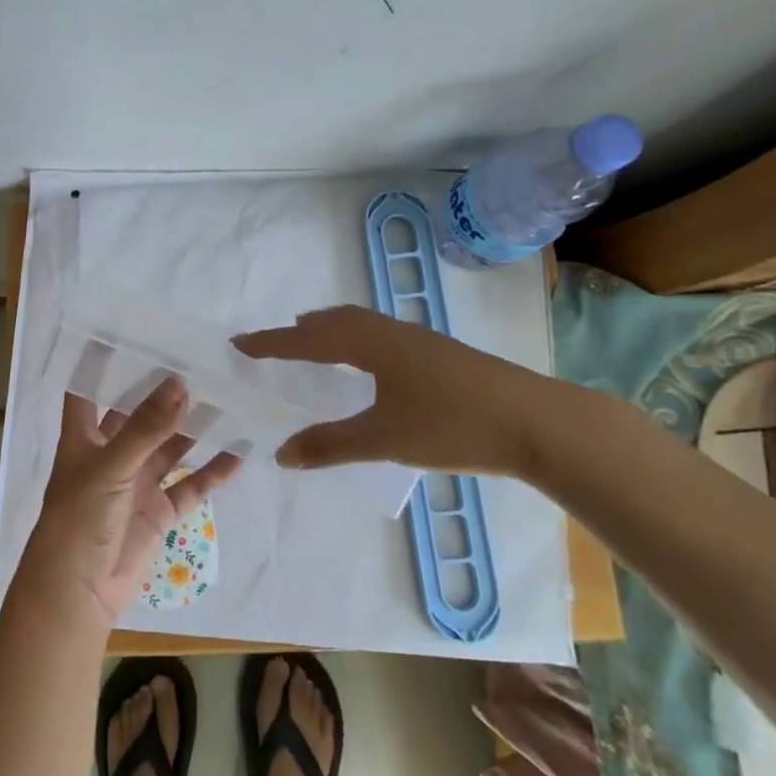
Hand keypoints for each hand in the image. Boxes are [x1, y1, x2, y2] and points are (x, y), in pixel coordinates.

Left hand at [18, 377, 242, 631]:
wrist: (78, 593)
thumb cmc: (79, 519)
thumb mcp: (110, 466)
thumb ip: (146, 427)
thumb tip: (179, 383)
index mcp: (84, 437)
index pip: (88, 390)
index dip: (101, 363)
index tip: (129, 332)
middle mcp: (110, 454)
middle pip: (138, 415)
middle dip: (163, 393)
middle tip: (198, 360)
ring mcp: (136, 483)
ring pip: (170, 447)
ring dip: (194, 427)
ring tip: (227, 396)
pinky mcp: (158, 512)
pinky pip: (190, 486)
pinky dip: (212, 471)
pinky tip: (239, 451)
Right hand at [232, 305, 577, 477]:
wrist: (537, 422)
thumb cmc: (453, 426)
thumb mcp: (385, 440)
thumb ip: (330, 445)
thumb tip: (281, 453)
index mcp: (370, 344)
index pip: (307, 339)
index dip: (271, 343)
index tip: (239, 343)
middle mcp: (390, 332)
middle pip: (333, 321)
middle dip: (299, 331)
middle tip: (272, 344)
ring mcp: (418, 339)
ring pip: (360, 324)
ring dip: (329, 331)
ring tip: (312, 344)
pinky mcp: (438, 353)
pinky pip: (379, 334)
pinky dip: (354, 339)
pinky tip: (367, 364)